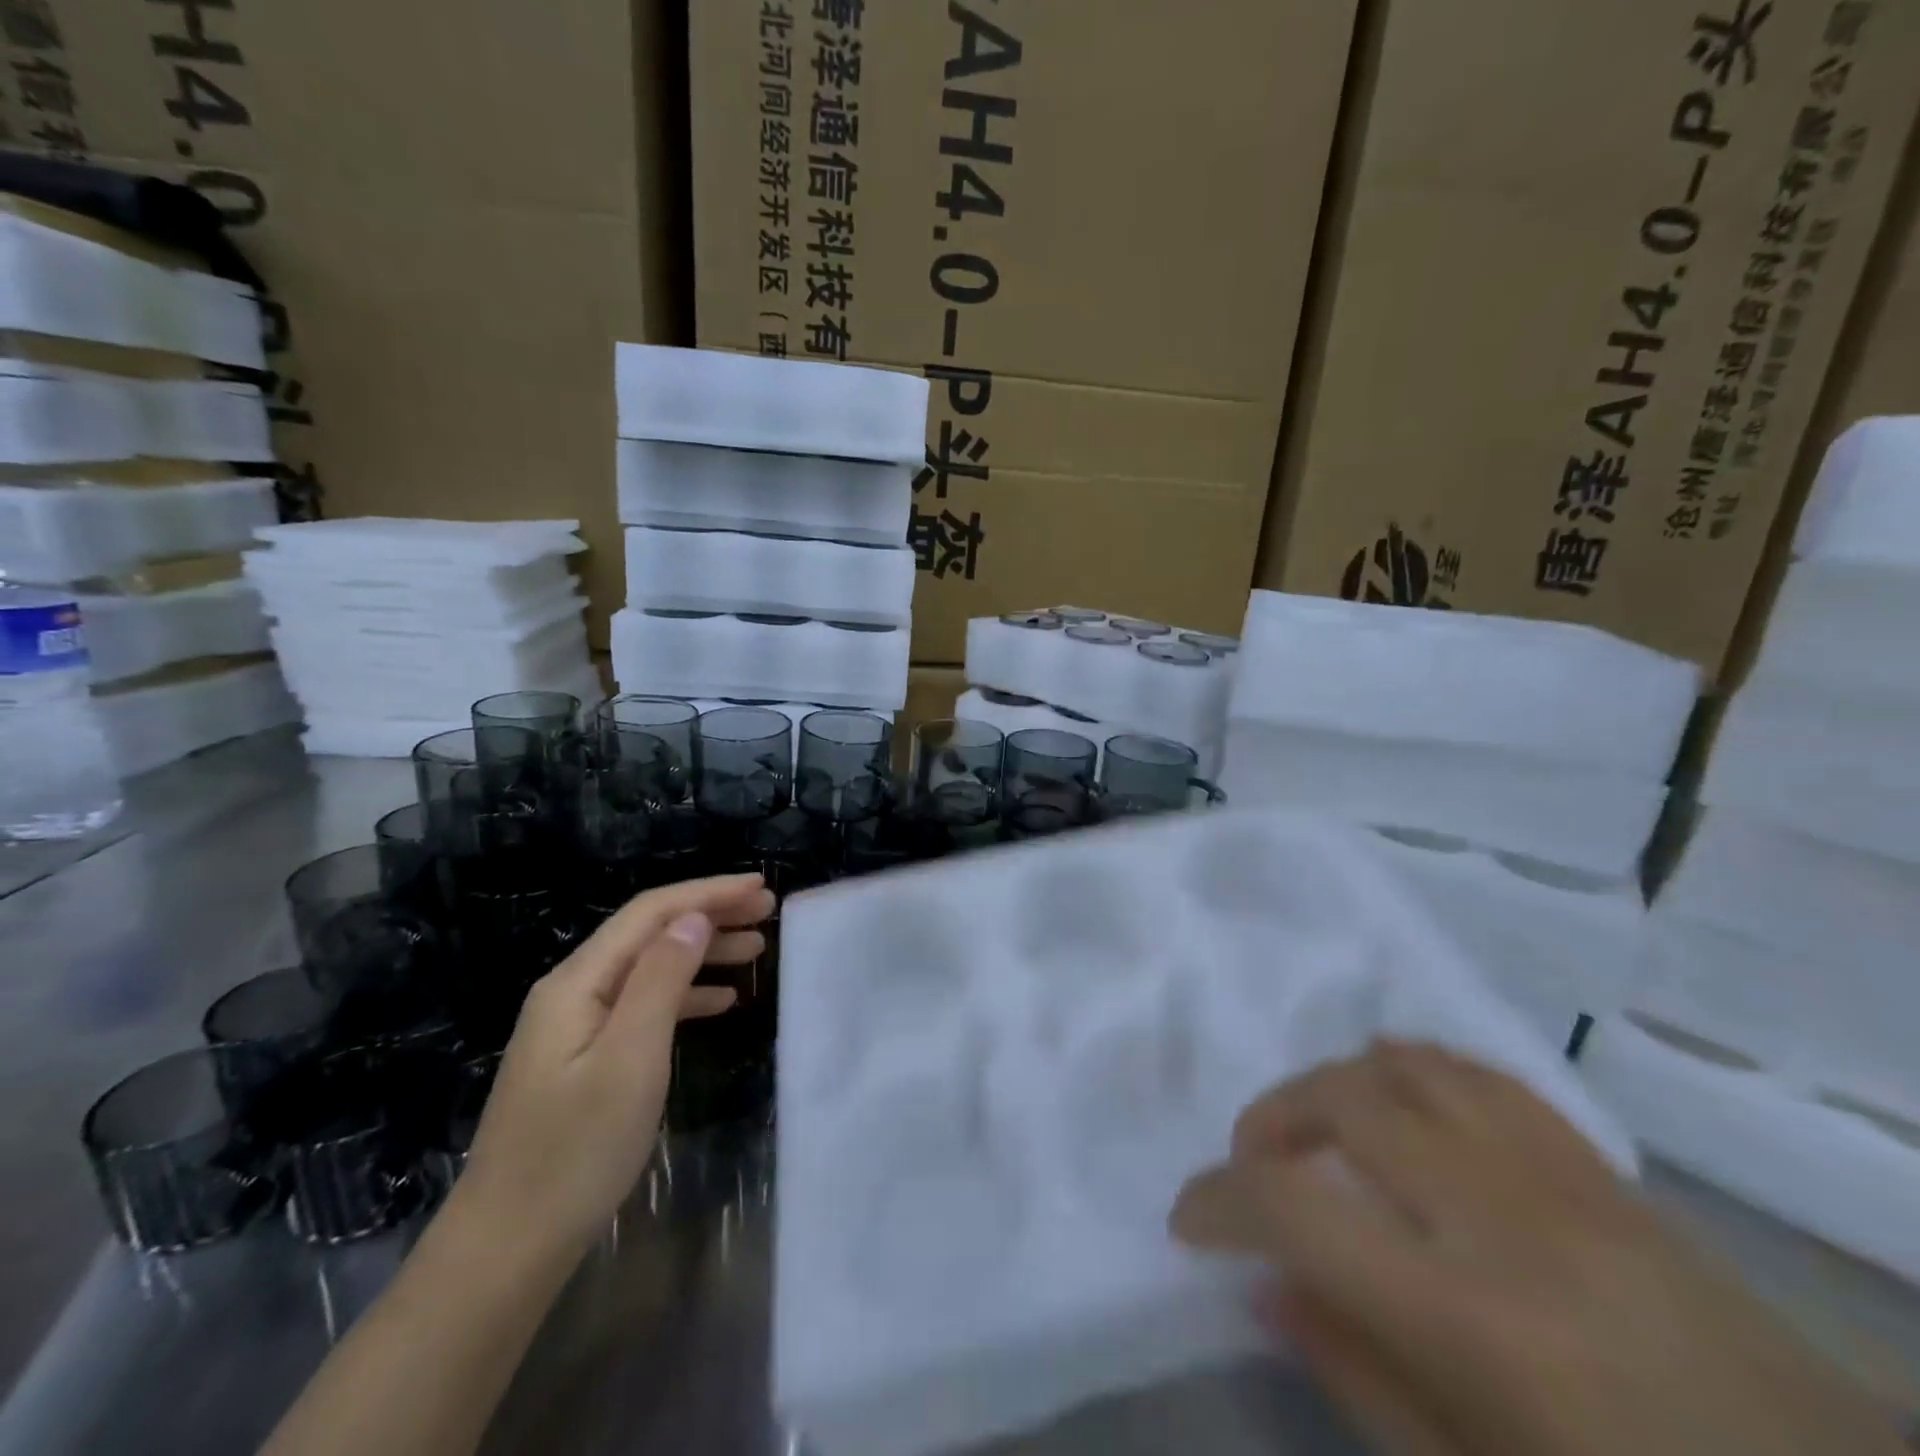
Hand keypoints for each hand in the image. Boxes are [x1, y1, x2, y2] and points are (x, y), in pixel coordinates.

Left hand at [453, 873, 775, 1261]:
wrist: (507, 1248)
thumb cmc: (576, 1151)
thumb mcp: (631, 1058)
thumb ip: (662, 980)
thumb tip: (694, 919)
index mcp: (578, 982)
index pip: (651, 913)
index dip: (708, 893)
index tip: (760, 887)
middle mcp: (573, 991)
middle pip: (650, 933)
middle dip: (710, 914)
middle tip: (767, 911)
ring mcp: (575, 1026)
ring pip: (650, 967)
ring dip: (703, 952)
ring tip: (757, 950)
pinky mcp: (584, 1058)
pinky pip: (643, 1005)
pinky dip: (686, 994)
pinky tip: (721, 1002)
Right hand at [1171, 1041, 1908, 1455]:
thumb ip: (1358, 1377)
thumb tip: (1266, 1287)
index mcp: (1469, 1318)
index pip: (1293, 1207)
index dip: (1217, 1198)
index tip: (1189, 1218)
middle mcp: (1502, 1217)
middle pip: (1341, 1098)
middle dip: (1268, 1121)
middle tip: (1256, 1173)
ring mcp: (1560, 1178)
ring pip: (1405, 1064)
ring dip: (1334, 1085)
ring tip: (1319, 1133)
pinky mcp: (1602, 1169)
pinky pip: (1480, 1075)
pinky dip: (1413, 1070)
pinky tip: (1398, 1103)